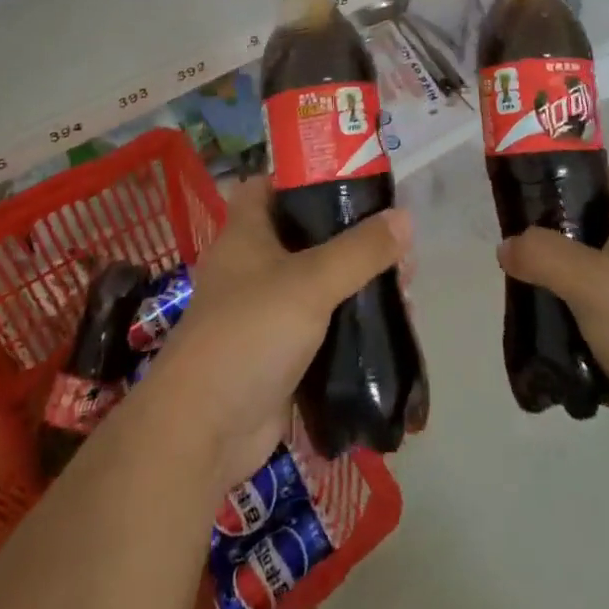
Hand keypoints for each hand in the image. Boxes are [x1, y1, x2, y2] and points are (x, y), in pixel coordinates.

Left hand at [140, 176, 410, 488]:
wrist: (203, 431)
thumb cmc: (250, 333)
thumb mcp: (310, 281)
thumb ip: (360, 249)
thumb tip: (405, 217)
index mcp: (245, 233)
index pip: (270, 185)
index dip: (305, 176)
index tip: (351, 180)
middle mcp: (252, 266)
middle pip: (305, 235)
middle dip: (351, 236)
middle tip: (395, 242)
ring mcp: (263, 312)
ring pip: (318, 283)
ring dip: (356, 283)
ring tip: (404, 286)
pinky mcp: (278, 354)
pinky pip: (321, 327)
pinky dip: (350, 325)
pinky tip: (386, 327)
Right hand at [495, 167, 608, 475]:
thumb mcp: (595, 284)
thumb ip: (546, 256)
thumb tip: (507, 246)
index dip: (580, 174)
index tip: (537, 186)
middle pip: (598, 232)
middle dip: (558, 241)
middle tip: (519, 251)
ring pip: (598, 286)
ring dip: (567, 295)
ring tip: (529, 304)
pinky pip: (607, 333)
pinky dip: (586, 342)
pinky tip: (562, 356)